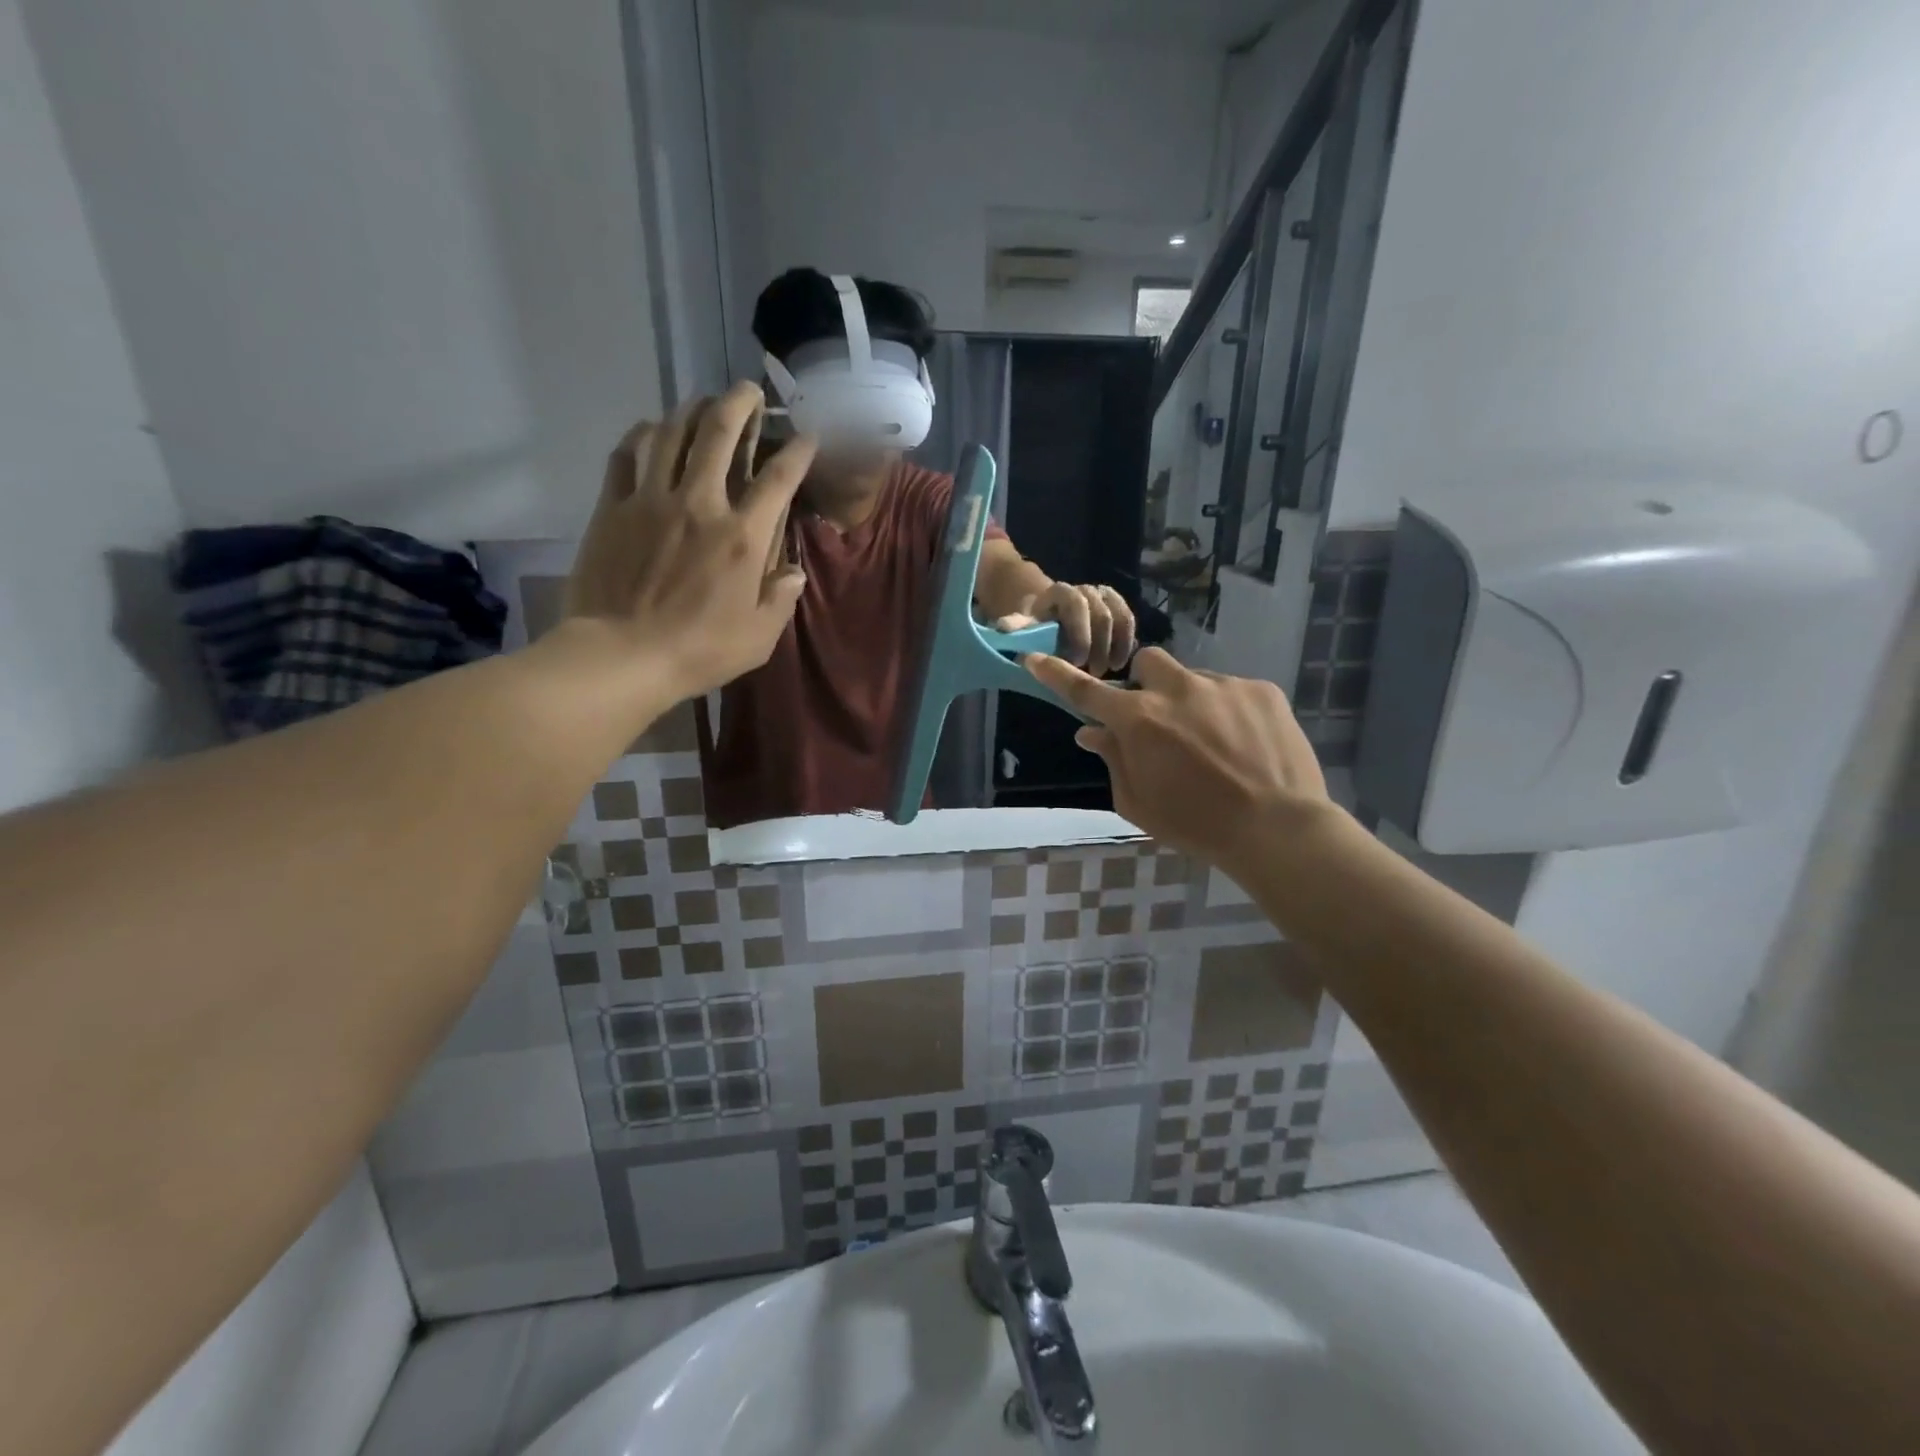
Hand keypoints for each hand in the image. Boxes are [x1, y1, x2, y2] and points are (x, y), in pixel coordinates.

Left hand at [565, 381, 813, 704]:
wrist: (621, 656)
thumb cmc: (699, 651)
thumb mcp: (759, 638)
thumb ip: (780, 599)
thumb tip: (793, 572)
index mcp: (742, 538)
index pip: (778, 479)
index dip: (797, 451)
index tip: (807, 435)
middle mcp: (700, 505)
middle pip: (719, 435)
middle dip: (739, 404)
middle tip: (748, 391)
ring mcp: (650, 501)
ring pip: (671, 434)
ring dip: (691, 410)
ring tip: (702, 401)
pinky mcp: (613, 508)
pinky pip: (626, 455)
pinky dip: (641, 435)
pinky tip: (650, 429)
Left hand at [999, 582, 1135, 677]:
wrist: (1049, 615)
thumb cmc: (1035, 625)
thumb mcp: (1023, 625)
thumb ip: (1017, 626)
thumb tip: (1002, 628)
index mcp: (1061, 592)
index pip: (1076, 604)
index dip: (1080, 633)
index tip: (1077, 662)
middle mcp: (1086, 589)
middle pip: (1102, 614)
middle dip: (1099, 646)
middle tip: (1094, 673)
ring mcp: (1105, 597)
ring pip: (1120, 616)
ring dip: (1117, 645)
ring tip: (1110, 670)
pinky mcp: (1118, 608)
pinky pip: (1129, 621)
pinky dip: (1127, 642)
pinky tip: (1120, 662)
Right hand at [1026, 647, 1332, 870]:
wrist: (1277, 829)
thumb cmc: (1196, 825)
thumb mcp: (1138, 803)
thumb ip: (1112, 760)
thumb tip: (1091, 732)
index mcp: (1139, 721)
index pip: (1086, 690)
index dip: (1056, 675)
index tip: (1034, 659)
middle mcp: (1177, 690)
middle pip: (1147, 663)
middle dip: (1146, 684)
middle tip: (1159, 719)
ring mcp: (1222, 685)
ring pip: (1193, 679)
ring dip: (1191, 702)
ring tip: (1214, 743)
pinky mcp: (1261, 690)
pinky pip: (1233, 691)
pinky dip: (1229, 712)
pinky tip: (1244, 745)